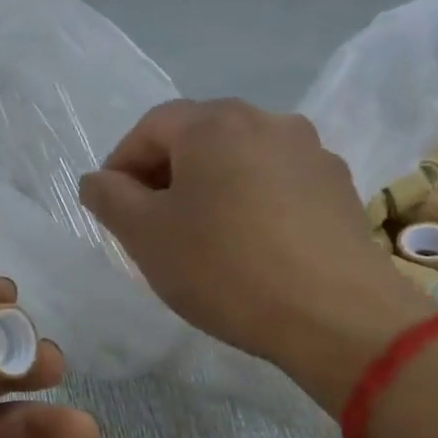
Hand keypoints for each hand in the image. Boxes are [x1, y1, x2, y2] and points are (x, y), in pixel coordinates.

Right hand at [78, 100, 435, 410]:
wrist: (336, 316)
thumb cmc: (223, 266)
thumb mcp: (143, 234)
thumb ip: (108, 196)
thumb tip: (98, 180)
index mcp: (214, 124)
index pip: (150, 127)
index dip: (121, 163)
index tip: (111, 206)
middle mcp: (267, 121)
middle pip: (197, 136)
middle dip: (163, 173)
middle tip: (148, 221)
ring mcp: (311, 152)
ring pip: (237, 158)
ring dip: (206, 186)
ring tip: (197, 234)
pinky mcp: (338, 188)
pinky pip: (274, 181)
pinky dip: (247, 200)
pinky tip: (246, 244)